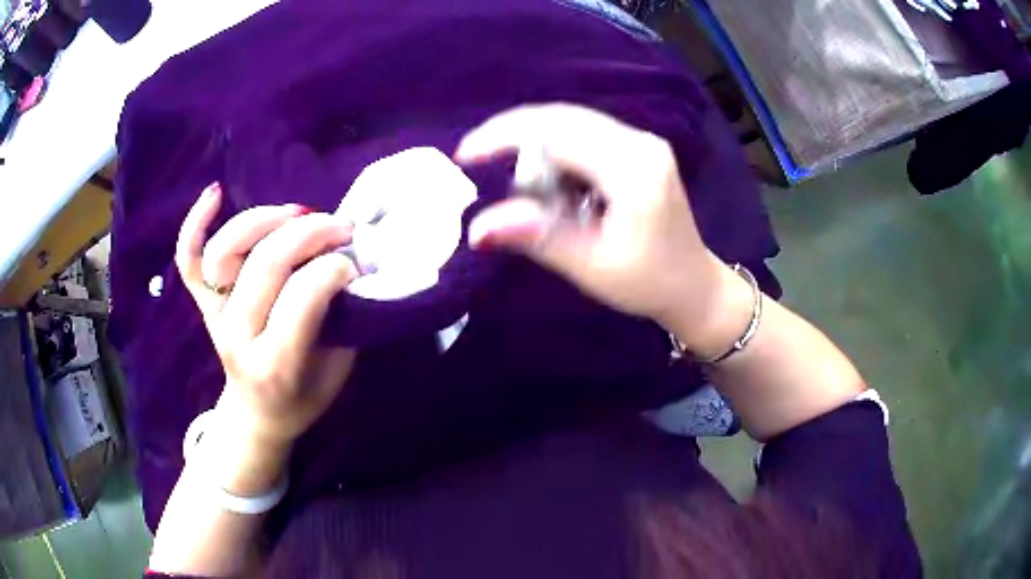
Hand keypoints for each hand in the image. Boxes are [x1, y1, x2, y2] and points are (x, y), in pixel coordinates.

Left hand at [175, 184, 357, 488]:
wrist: (257, 414)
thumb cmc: (303, 397)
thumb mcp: (336, 371)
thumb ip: (343, 319)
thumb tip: (351, 263)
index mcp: (274, 366)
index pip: (301, 299)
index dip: (333, 269)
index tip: (355, 265)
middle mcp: (236, 337)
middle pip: (265, 265)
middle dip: (310, 234)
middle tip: (341, 227)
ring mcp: (214, 316)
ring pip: (225, 251)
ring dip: (263, 220)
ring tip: (297, 213)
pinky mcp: (202, 303)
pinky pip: (189, 259)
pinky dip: (196, 223)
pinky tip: (217, 192)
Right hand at [455, 104, 739, 354]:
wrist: (693, 284)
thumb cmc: (647, 282)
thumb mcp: (591, 266)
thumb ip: (538, 238)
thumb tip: (477, 228)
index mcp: (634, 169)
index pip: (558, 133)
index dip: (505, 138)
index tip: (465, 156)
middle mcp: (640, 142)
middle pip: (563, 117)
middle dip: (513, 134)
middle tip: (477, 158)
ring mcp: (642, 141)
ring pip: (571, 121)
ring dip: (533, 142)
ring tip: (511, 176)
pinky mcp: (638, 148)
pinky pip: (584, 133)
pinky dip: (553, 148)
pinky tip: (545, 176)